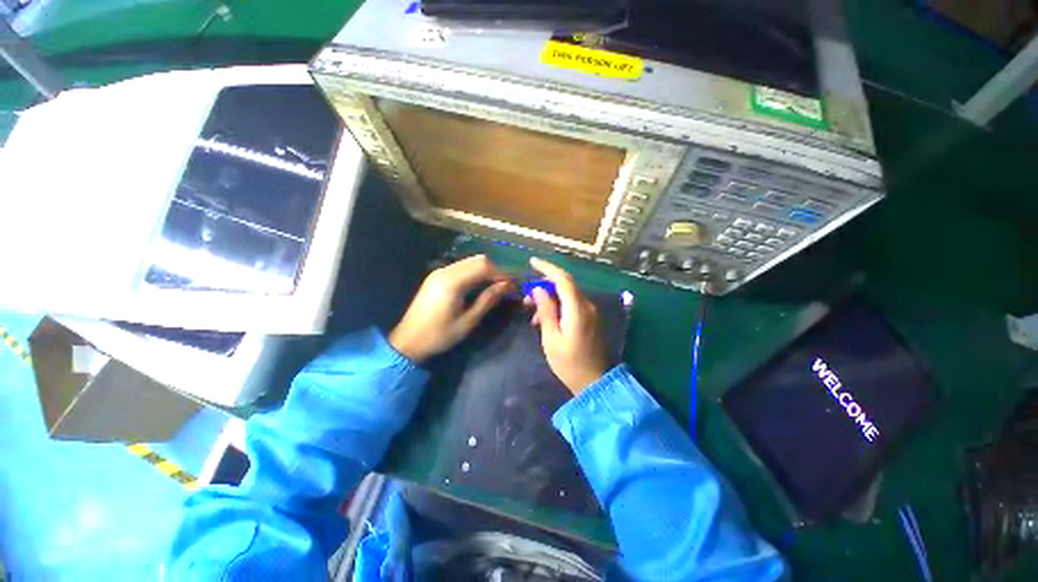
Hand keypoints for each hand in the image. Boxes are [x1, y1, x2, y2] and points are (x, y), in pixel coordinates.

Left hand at [389, 255, 510, 362]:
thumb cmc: (439, 335)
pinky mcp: (436, 277)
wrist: (408, 341)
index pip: (483, 266)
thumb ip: (487, 300)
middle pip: (477, 259)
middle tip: (504, 287)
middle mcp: (445, 271)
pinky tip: (478, 286)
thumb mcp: (468, 321)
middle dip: (494, 270)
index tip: (511, 287)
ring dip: (484, 271)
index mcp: (452, 282)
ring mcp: (439, 272)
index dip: (501, 274)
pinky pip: (460, 267)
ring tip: (494, 287)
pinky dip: (473, 273)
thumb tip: (505, 286)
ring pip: (469, 261)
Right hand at [527, 257, 609, 393]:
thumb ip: (546, 311)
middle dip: (545, 286)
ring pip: (568, 295)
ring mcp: (591, 312)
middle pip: (565, 285)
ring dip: (550, 298)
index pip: (563, 279)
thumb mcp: (551, 338)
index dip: (547, 268)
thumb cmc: (569, 363)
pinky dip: (558, 306)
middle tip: (527, 298)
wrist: (594, 382)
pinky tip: (546, 320)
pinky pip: (572, 304)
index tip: (532, 263)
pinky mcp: (590, 319)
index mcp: (577, 309)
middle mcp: (587, 305)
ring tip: (533, 316)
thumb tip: (539, 290)